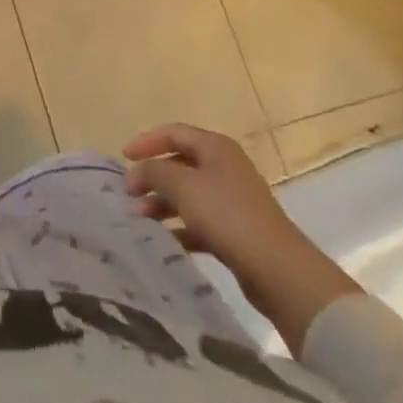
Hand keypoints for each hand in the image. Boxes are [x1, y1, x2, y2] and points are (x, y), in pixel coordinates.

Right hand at [123, 123, 360, 350]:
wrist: (278, 269)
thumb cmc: (227, 215)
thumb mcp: (182, 185)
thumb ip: (153, 171)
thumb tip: (137, 172)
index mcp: (215, 147)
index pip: (174, 132)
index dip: (146, 141)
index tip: (124, 158)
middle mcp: (225, 167)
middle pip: (180, 163)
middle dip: (152, 176)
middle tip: (129, 193)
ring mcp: (232, 200)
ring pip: (188, 194)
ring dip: (162, 202)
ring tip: (141, 218)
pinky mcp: (236, 230)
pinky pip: (199, 221)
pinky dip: (180, 226)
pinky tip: (164, 240)